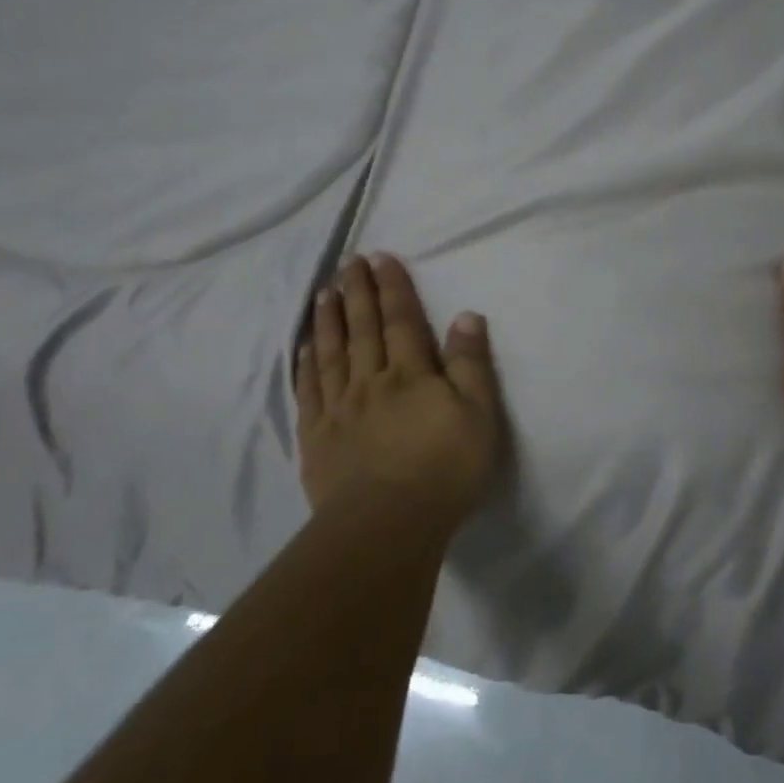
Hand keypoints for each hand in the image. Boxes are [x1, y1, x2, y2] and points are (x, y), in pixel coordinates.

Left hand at [294, 254, 505, 524]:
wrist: (388, 524)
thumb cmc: (444, 468)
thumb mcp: (478, 414)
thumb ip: (470, 363)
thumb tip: (466, 315)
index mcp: (410, 374)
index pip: (402, 320)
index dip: (392, 287)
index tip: (381, 257)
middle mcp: (371, 381)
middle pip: (363, 329)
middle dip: (358, 292)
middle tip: (349, 262)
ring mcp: (340, 408)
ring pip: (332, 353)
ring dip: (329, 319)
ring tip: (324, 291)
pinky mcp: (318, 437)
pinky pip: (310, 390)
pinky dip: (307, 364)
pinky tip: (305, 346)